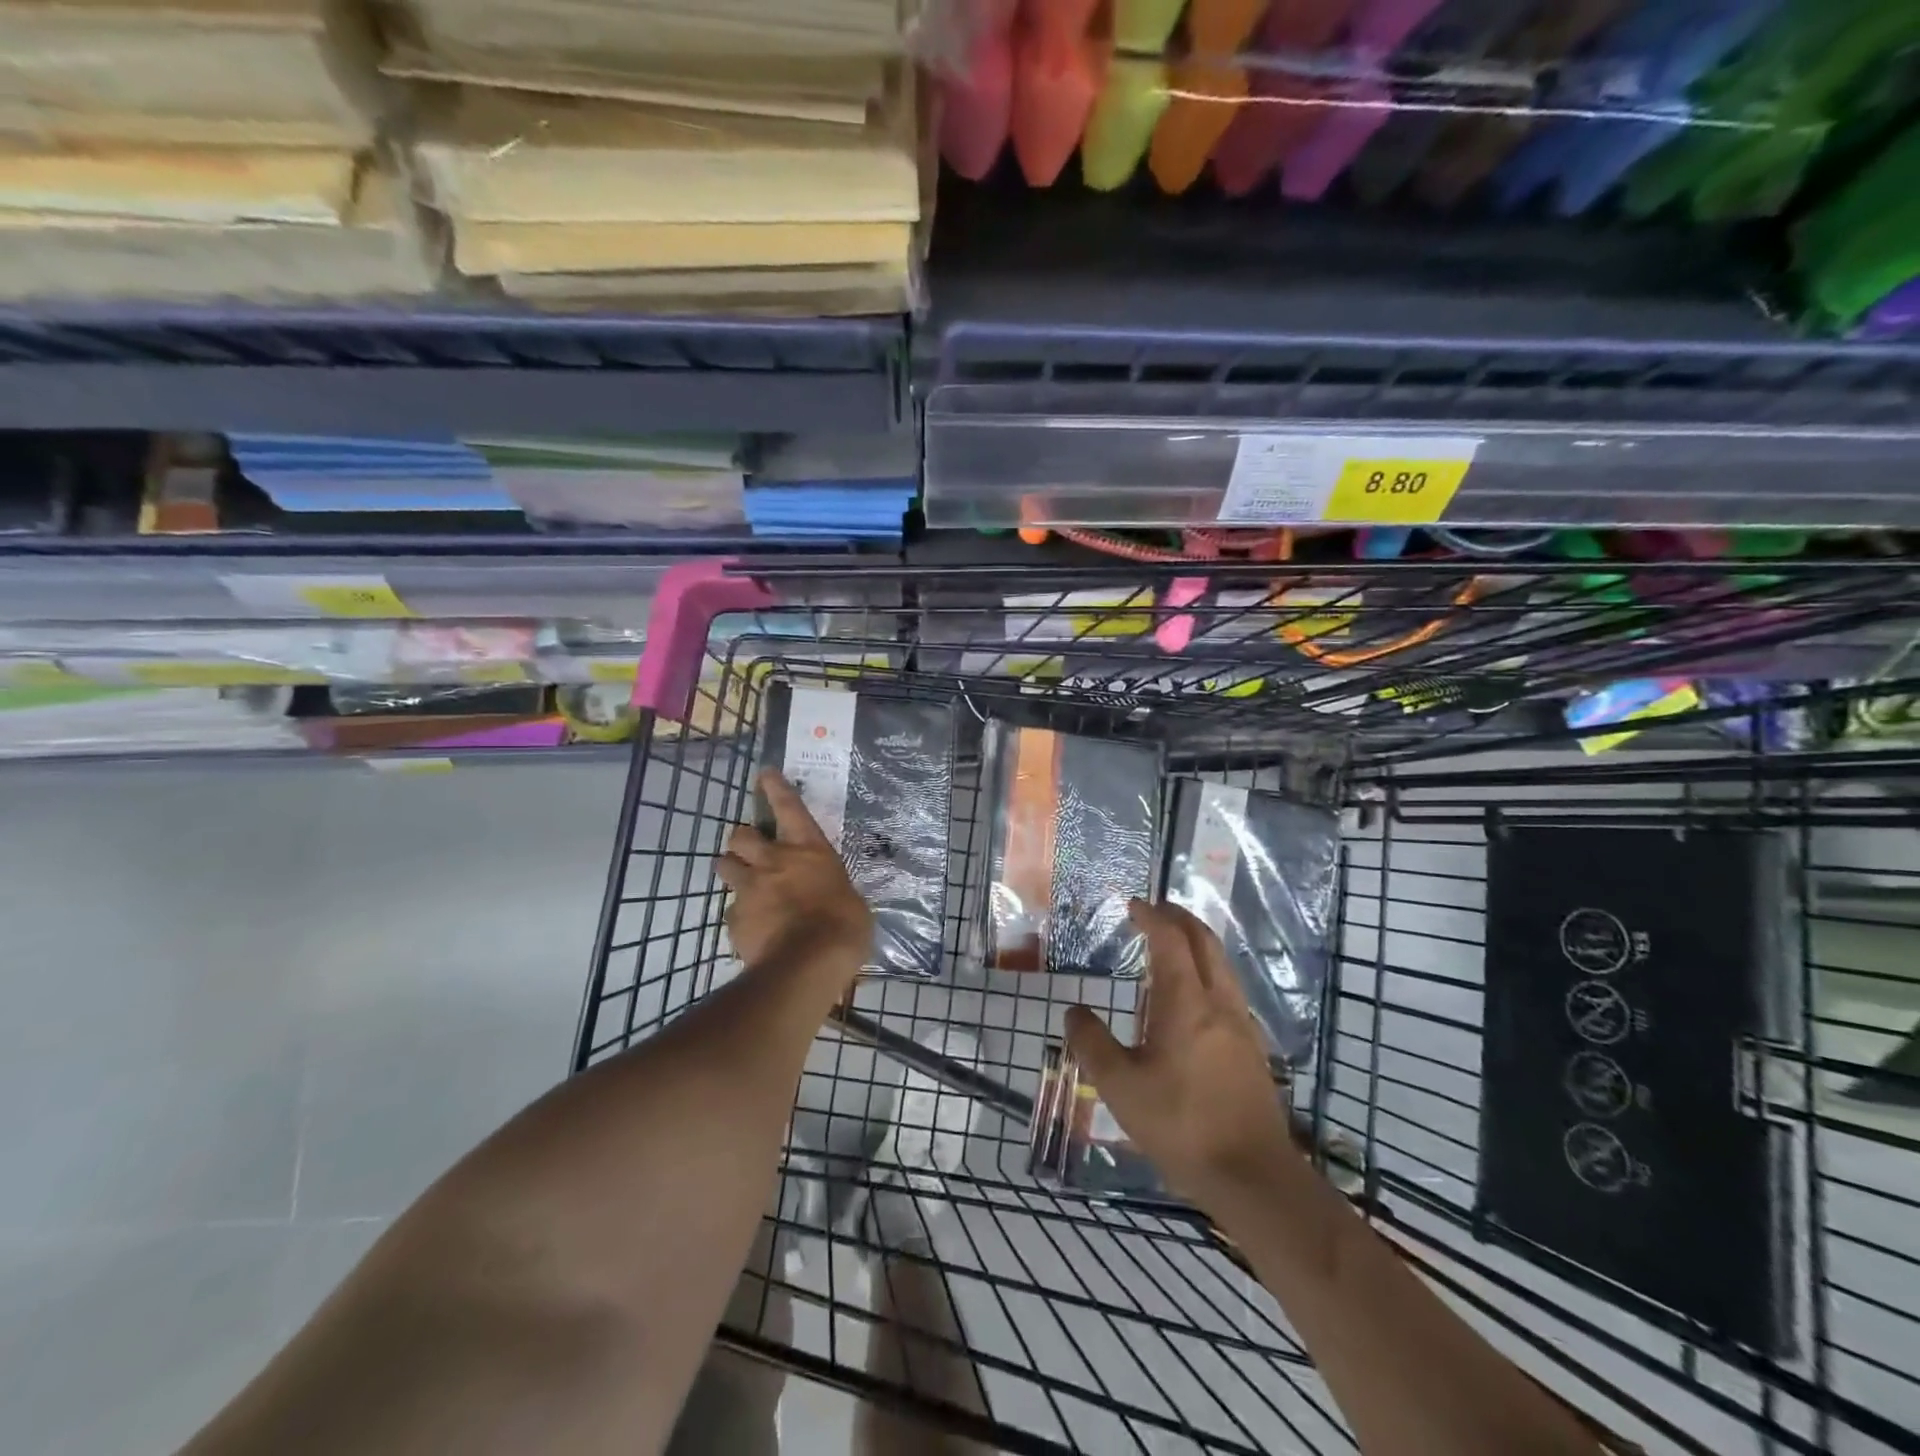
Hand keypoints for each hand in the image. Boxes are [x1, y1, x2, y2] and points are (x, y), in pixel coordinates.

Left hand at [717, 769, 871, 988]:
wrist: (807, 964)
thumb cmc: (843, 927)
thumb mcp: (850, 901)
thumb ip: (832, 890)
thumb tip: (832, 898)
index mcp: (808, 850)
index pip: (789, 807)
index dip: (776, 788)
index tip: (764, 774)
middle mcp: (773, 861)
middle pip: (740, 835)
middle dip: (742, 840)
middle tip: (749, 852)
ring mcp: (749, 889)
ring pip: (723, 866)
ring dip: (731, 871)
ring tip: (743, 885)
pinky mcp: (734, 919)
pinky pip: (731, 911)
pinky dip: (741, 917)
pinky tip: (754, 931)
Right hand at [1064, 899, 1294, 1199]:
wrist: (1253, 1177)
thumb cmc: (1181, 1126)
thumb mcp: (1120, 1087)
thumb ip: (1092, 1044)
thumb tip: (1074, 1011)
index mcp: (1186, 1003)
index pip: (1171, 941)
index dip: (1153, 917)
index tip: (1135, 905)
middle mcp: (1219, 1003)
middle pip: (1205, 943)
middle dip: (1180, 920)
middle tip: (1156, 911)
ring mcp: (1242, 1026)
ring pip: (1222, 966)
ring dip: (1197, 944)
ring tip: (1172, 947)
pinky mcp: (1252, 1050)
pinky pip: (1229, 991)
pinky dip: (1208, 972)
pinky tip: (1193, 999)